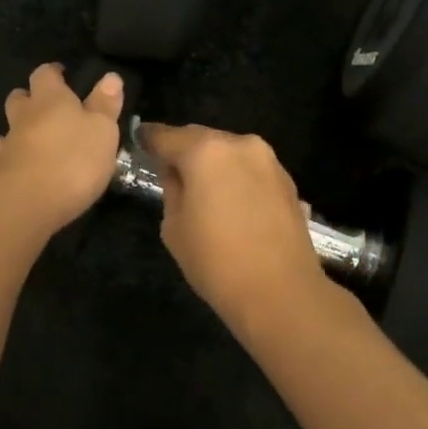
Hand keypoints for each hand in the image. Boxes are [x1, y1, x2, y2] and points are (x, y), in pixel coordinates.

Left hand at [0, 63, 125, 233]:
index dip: (53, 73)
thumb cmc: (73, 159)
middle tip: (46, 108)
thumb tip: (110, 76)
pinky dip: (8, 160)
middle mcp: (24, 117)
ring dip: (15, 131)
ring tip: (29, 141)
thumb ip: (105, 104)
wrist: (26, 203)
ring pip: (5, 129)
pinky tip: (18, 168)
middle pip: (19, 98)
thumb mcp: (102, 130)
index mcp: (50, 99)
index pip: (45, 74)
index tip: (62, 75)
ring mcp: (7, 146)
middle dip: (29, 99)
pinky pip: (0, 160)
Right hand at [136, 123, 325, 327]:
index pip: (166, 136)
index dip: (149, 139)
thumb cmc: (216, 262)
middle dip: (184, 150)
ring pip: (229, 151)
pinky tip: (232, 202)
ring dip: (213, 163)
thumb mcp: (174, 227)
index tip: (140, 142)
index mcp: (205, 151)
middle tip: (170, 170)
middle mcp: (239, 144)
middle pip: (201, 138)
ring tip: (204, 190)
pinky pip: (251, 169)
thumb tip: (178, 174)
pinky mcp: (287, 180)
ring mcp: (268, 160)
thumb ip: (172, 189)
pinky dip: (237, 177)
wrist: (281, 292)